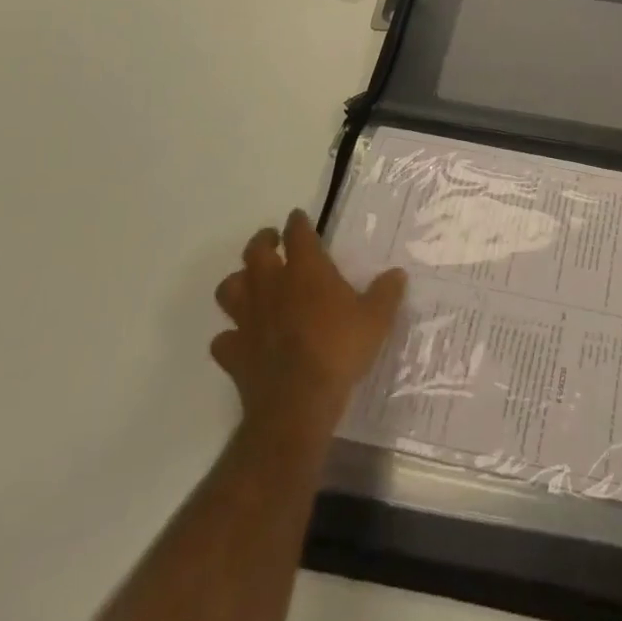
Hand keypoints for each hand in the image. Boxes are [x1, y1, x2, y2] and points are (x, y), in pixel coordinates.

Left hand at [212, 210, 406, 437]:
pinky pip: (223, 339)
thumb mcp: (376, 319)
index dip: (298, 223)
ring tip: (251, 284)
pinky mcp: (233, 353)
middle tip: (272, 242)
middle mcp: (272, 286)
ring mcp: (248, 319)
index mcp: (306, 271)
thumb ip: (386, 293)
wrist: (297, 403)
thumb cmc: (339, 350)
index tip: (298, 217)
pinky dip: (230, 335)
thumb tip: (397, 274)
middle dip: (263, 242)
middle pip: (255, 252)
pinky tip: (241, 338)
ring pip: (229, 289)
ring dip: (238, 283)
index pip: (297, 234)